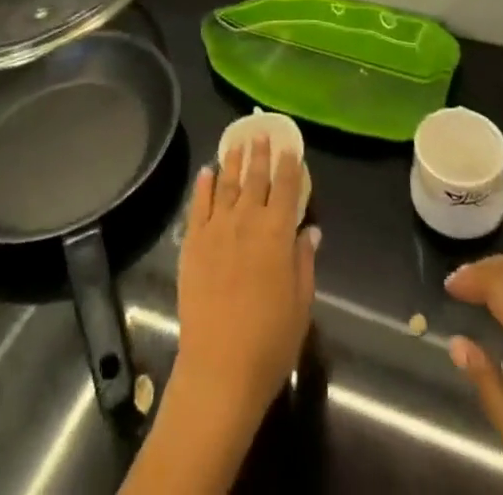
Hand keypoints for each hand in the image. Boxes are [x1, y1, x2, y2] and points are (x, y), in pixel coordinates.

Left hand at [173, 135, 318, 426]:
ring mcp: (216, 229)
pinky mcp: (192, 243)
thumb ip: (304, 262)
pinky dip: (203, 186)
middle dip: (259, 153)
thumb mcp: (301, 304)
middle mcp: (247, 221)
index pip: (286, 187)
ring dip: (232, 161)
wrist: (218, 370)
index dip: (290, 164)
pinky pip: (198, 206)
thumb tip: (310, 231)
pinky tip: (206, 172)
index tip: (290, 146)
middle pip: (255, 178)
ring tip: (236, 142)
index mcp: (278, 233)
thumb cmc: (269, 342)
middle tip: (261, 132)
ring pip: (226, 184)